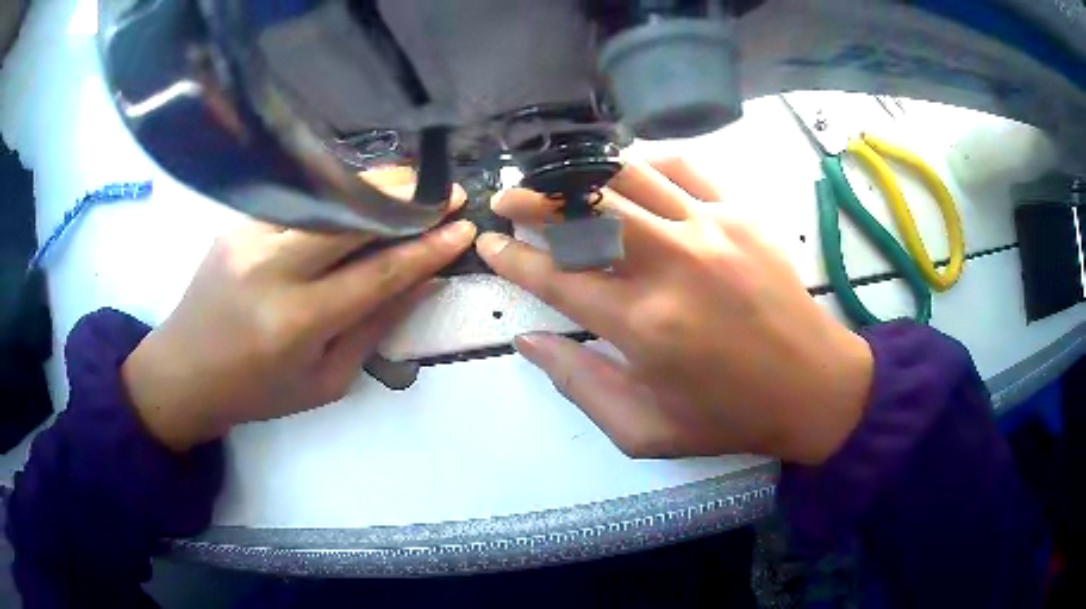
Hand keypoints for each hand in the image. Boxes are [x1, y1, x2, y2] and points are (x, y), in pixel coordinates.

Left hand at [123, 183, 474, 451]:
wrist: (184, 371)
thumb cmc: (258, 391)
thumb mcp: (325, 381)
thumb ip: (374, 328)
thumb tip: (422, 283)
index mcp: (297, 322)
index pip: (377, 272)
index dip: (427, 248)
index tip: (463, 227)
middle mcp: (271, 269)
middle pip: (350, 216)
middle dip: (405, 199)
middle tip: (445, 192)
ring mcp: (248, 236)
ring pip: (322, 196)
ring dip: (373, 185)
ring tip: (411, 183)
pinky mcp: (235, 222)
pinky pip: (296, 200)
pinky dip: (334, 193)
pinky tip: (357, 195)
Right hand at [477, 159, 872, 464]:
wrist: (813, 388)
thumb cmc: (728, 417)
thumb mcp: (644, 429)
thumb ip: (579, 385)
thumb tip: (529, 339)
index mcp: (643, 325)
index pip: (555, 276)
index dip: (512, 258)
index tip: (489, 245)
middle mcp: (672, 264)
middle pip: (585, 208)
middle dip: (535, 198)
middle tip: (509, 199)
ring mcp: (711, 230)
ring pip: (629, 175)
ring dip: (582, 174)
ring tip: (558, 180)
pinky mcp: (741, 214)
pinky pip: (684, 167)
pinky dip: (647, 164)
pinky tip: (630, 177)